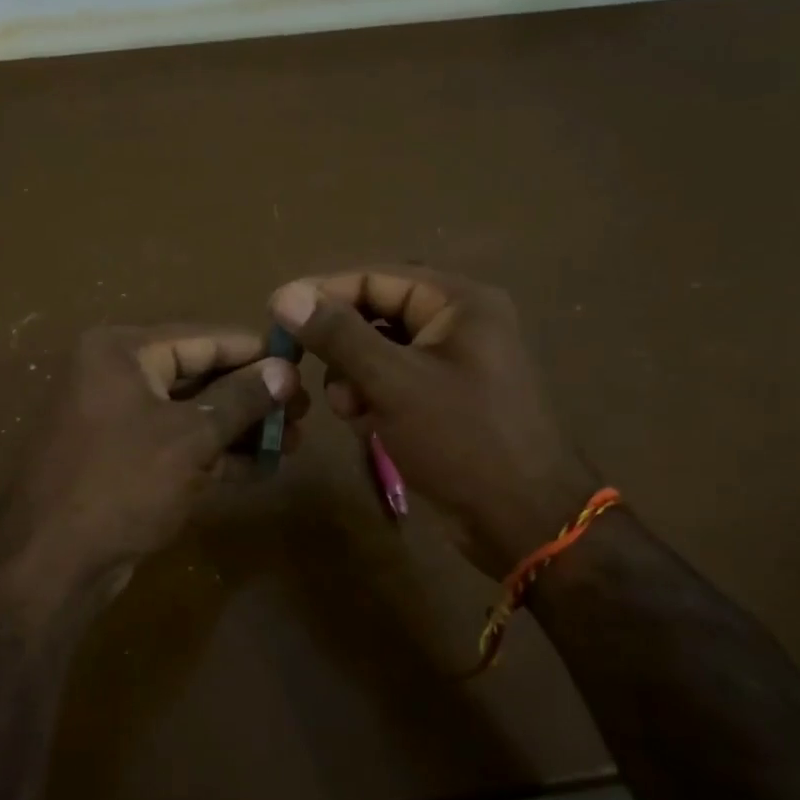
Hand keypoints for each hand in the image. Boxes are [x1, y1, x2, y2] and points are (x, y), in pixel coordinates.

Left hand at [0, 325, 302, 612]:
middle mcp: (116, 376)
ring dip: (241, 428)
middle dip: (253, 396)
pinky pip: (178, 445)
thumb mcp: (189, 436)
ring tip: (295, 441)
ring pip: (191, 414)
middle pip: (199, 375)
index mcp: (122, 351)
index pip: (204, 338)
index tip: (304, 364)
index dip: (257, 353)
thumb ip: (240, 399)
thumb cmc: (122, 483)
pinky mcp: (124, 460)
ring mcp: (118, 420)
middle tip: (306, 412)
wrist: (52, 563)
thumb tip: (285, 370)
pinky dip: (217, 454)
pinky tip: (264, 467)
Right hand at [269, 268, 595, 578]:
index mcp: (459, 302)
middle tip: (306, 369)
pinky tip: (365, 424)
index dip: (323, 293)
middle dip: (341, 346)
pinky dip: (372, 398)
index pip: (375, 278)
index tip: (276, 313)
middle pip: (376, 315)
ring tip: (349, 410)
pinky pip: (393, 382)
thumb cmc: (461, 440)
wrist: (524, 521)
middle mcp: (458, 323)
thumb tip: (285, 294)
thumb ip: (337, 335)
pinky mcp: (444, 399)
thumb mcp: (392, 382)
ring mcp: (453, 364)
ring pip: (379, 352)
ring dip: (353, 378)